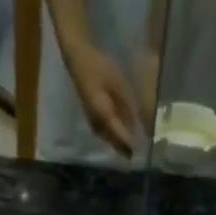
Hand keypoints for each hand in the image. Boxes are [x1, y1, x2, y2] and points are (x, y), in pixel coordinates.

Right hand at [63, 41, 139, 158]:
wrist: (78, 58)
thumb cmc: (99, 66)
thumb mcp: (118, 83)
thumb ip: (127, 105)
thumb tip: (137, 123)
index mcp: (102, 112)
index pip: (117, 133)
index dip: (127, 143)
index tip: (137, 153)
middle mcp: (95, 120)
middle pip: (111, 139)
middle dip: (122, 148)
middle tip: (134, 156)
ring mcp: (91, 118)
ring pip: (106, 137)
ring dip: (116, 144)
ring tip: (129, 149)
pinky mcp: (90, 114)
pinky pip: (103, 130)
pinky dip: (112, 135)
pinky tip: (120, 135)